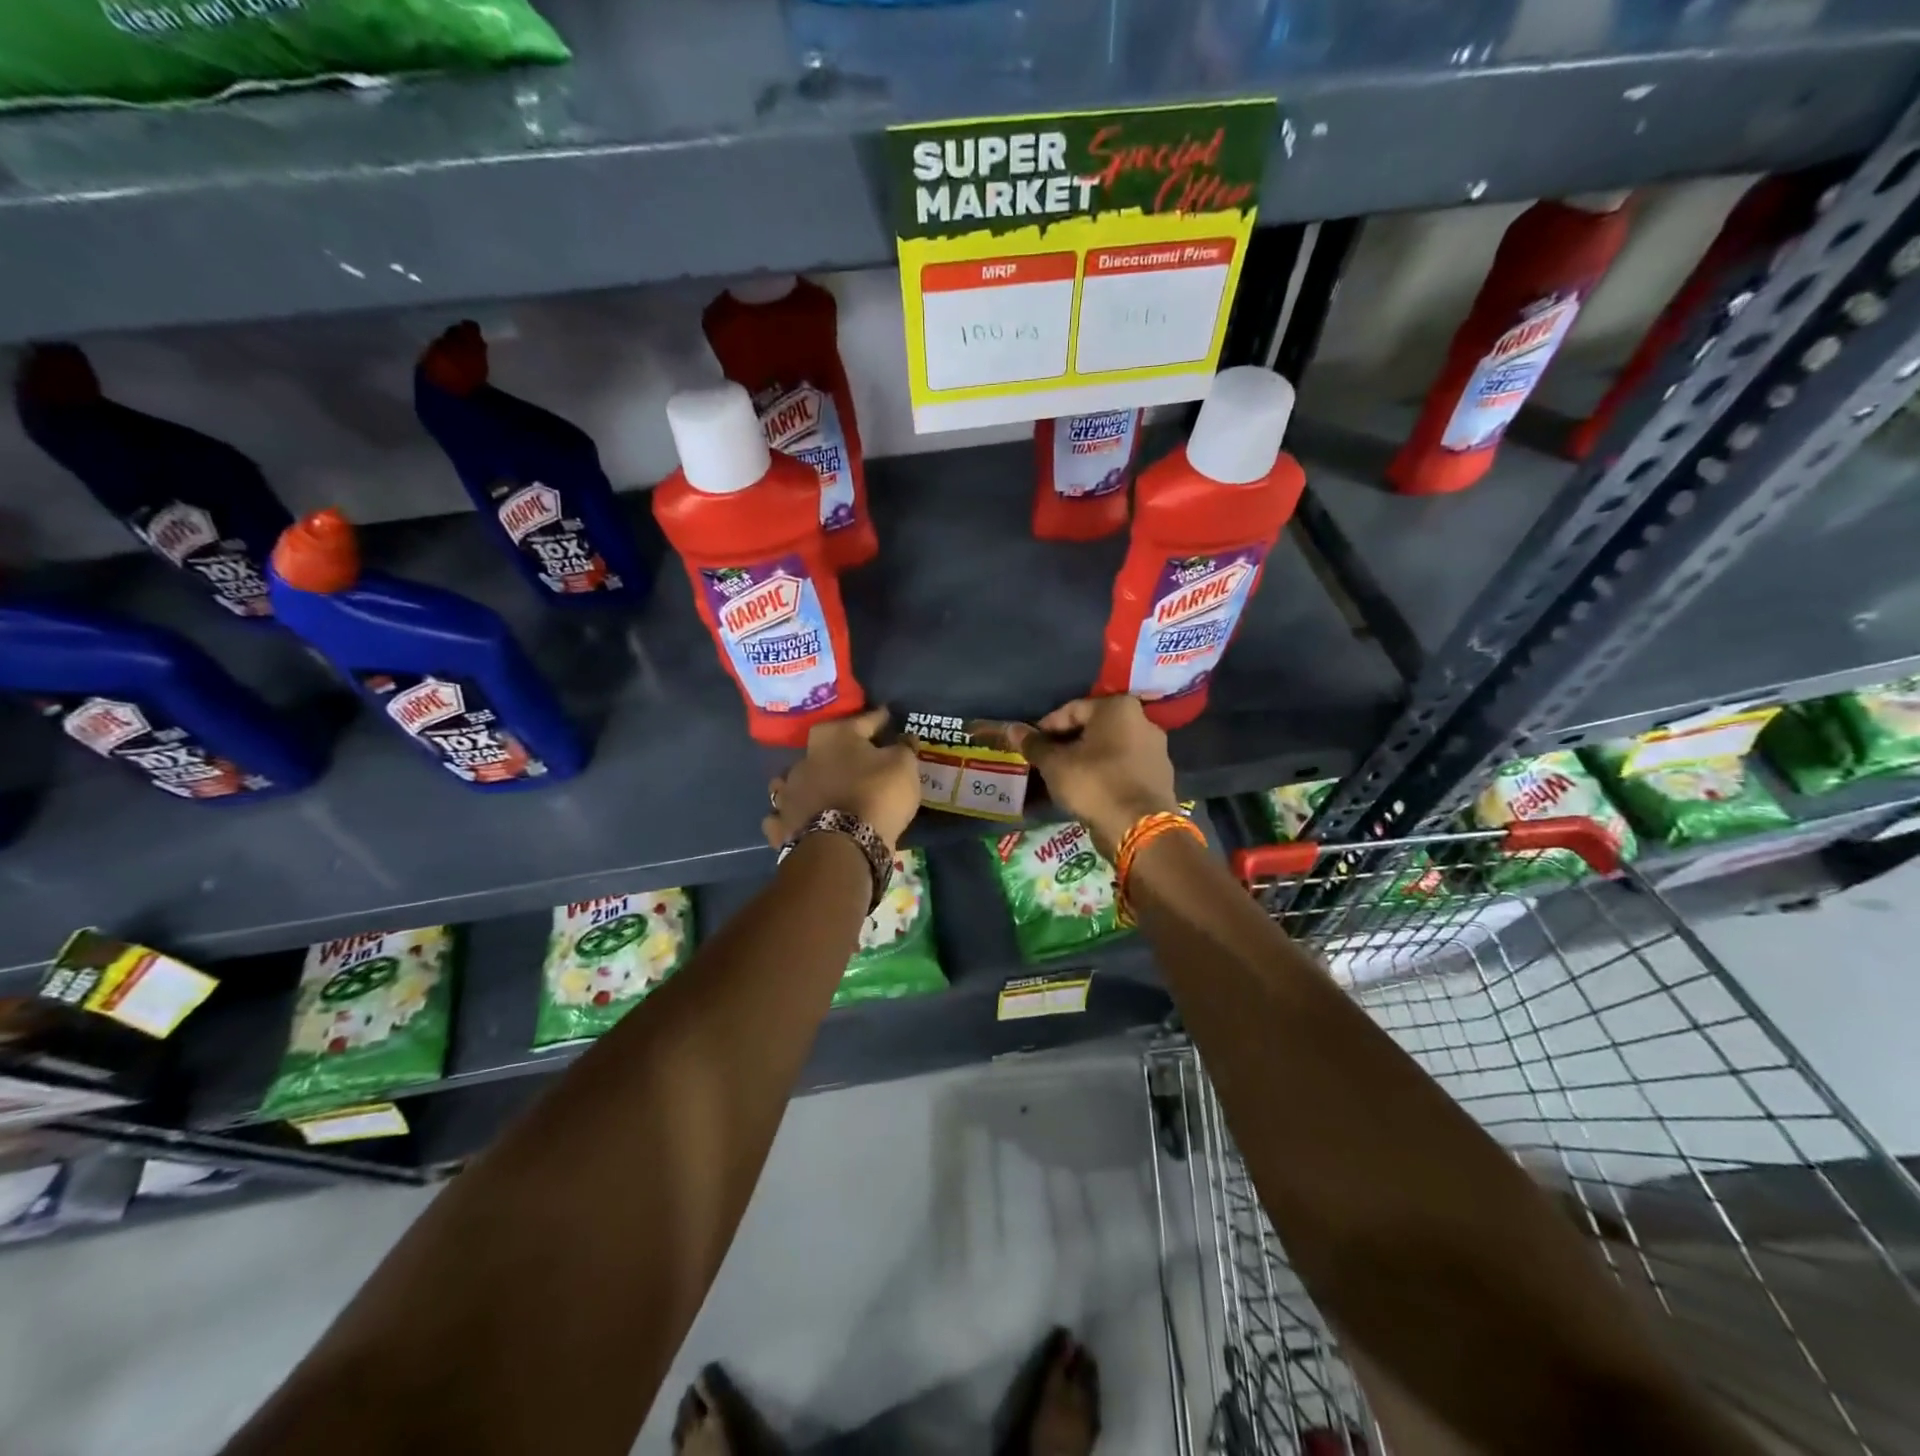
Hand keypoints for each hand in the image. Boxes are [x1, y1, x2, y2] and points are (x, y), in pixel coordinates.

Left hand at [763, 707, 920, 851]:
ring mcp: (788, 792)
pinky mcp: (781, 824)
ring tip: (820, 787)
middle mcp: (805, 758)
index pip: (863, 720)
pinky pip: (783, 815)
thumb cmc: (877, 795)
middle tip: (855, 757)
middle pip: (824, 748)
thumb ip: (904, 747)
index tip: (887, 716)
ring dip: (807, 781)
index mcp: (835, 737)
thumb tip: (905, 736)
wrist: (843, 845)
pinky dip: (791, 815)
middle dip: (838, 750)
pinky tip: (799, 817)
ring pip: (795, 779)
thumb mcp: (903, 766)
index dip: (878, 719)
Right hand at [1007, 697, 1179, 858]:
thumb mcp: (1055, 764)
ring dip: (1085, 759)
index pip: (1071, 710)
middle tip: (1044, 762)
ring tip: (1063, 777)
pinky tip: (1088, 790)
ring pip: (1108, 748)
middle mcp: (1142, 720)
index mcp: (1118, 708)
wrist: (1139, 827)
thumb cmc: (1094, 784)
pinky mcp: (1159, 775)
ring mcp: (1155, 749)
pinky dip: (1104, 773)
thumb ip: (1034, 745)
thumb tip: (1012, 729)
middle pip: (1092, 728)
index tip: (1030, 747)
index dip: (1045, 728)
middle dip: (1066, 743)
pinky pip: (1123, 767)